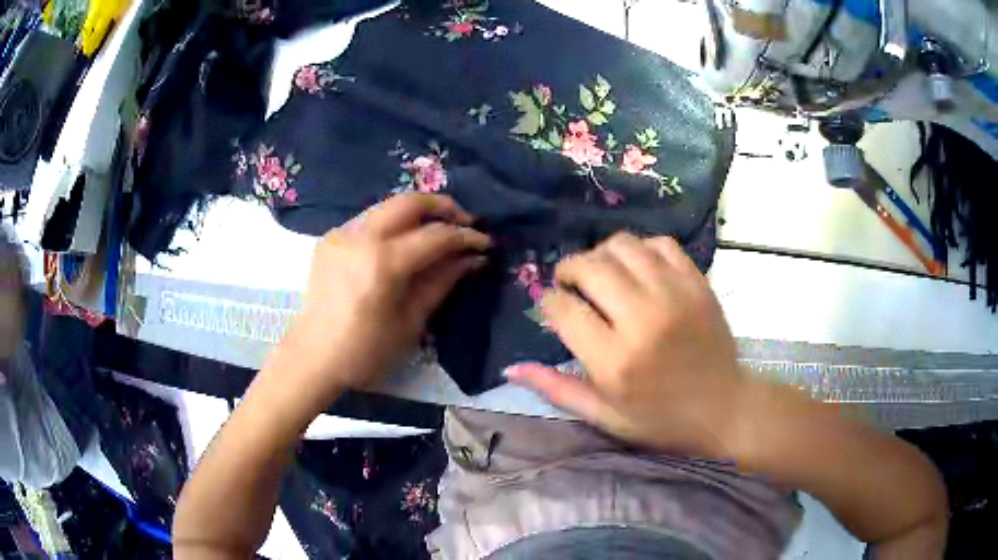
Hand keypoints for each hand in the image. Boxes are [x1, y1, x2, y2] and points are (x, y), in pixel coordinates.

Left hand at [279, 193, 489, 404]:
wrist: (314, 356)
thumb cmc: (366, 350)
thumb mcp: (412, 320)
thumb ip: (443, 281)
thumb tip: (473, 258)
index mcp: (383, 263)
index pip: (435, 235)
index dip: (465, 237)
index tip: (485, 243)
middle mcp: (361, 237)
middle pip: (410, 202)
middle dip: (443, 206)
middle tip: (464, 223)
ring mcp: (341, 234)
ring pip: (388, 206)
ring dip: (417, 213)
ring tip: (436, 232)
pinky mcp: (330, 239)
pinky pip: (368, 220)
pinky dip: (392, 225)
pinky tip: (401, 245)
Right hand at [505, 232, 740, 457]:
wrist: (724, 409)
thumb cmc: (661, 420)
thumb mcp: (604, 415)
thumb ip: (556, 389)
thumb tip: (511, 368)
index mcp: (614, 361)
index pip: (563, 308)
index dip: (550, 302)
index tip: (554, 307)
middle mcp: (642, 320)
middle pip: (590, 267)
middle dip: (569, 270)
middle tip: (571, 284)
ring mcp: (675, 296)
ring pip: (623, 246)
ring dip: (602, 254)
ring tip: (602, 273)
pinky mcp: (697, 284)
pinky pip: (661, 244)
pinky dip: (641, 249)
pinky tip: (638, 268)